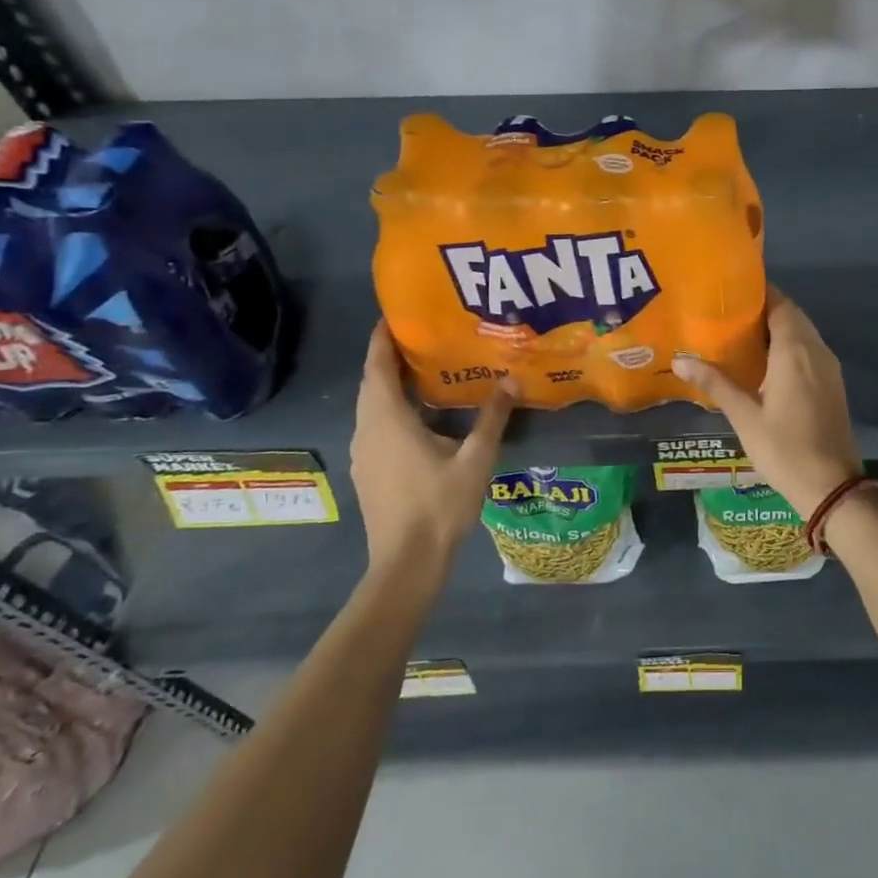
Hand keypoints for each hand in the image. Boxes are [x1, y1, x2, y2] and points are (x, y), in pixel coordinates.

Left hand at [351, 320, 513, 573]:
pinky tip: (420, 415)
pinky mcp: (368, 470)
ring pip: (372, 405)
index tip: (396, 314)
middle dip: (390, 357)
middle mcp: (368, 429)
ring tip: (424, 370)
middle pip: (372, 383)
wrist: (407, 562)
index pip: (378, 366)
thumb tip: (512, 378)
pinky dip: (391, 408)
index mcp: (387, 419)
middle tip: (422, 337)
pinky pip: (375, 425)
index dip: (383, 338)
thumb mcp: (475, 459)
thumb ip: (492, 417)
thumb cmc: (439, 505)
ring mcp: (364, 452)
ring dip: (390, 384)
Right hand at [673, 289, 861, 519]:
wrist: (831, 486)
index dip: (758, 293)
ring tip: (741, 333)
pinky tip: (765, 362)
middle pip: (792, 315)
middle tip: (728, 312)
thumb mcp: (745, 416)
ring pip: (803, 333)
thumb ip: (715, 383)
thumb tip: (679, 360)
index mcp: (795, 351)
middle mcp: (816, 350)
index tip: (730, 290)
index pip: (780, 304)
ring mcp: (829, 367)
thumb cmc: (784, 449)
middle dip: (764, 309)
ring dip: (777, 328)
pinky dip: (789, 346)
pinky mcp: (832, 384)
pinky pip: (810, 351)